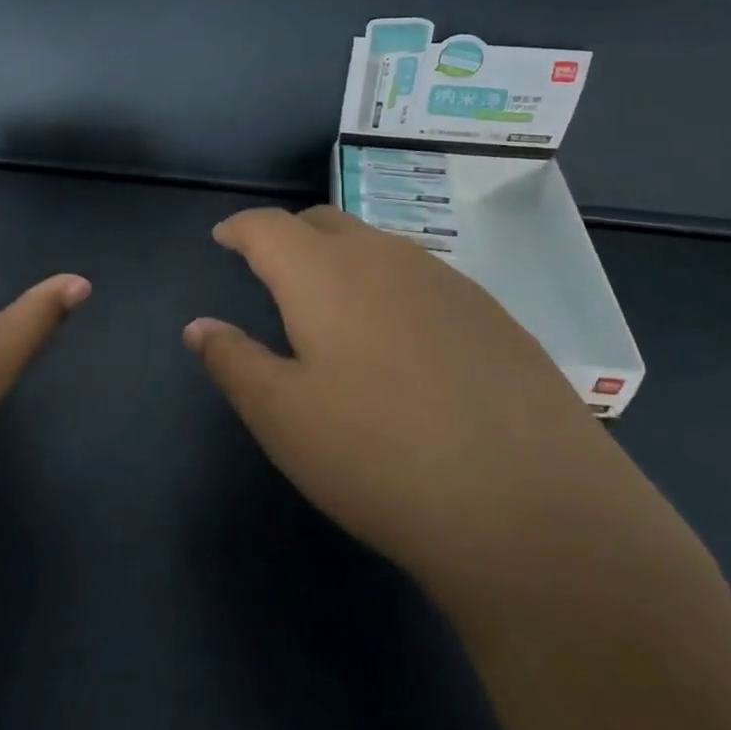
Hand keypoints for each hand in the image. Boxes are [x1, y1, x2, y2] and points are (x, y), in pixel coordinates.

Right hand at [186, 206, 608, 588]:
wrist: (531, 507)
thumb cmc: (379, 457)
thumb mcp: (282, 417)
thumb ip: (233, 361)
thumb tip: (198, 326)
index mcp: (323, 273)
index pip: (268, 227)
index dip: (239, 228)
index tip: (224, 239)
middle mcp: (384, 257)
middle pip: (324, 222)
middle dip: (289, 236)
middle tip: (272, 270)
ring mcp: (445, 280)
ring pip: (377, 246)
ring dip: (343, 257)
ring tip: (334, 301)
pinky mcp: (491, 312)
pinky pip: (421, 276)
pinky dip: (390, 284)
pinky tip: (402, 337)